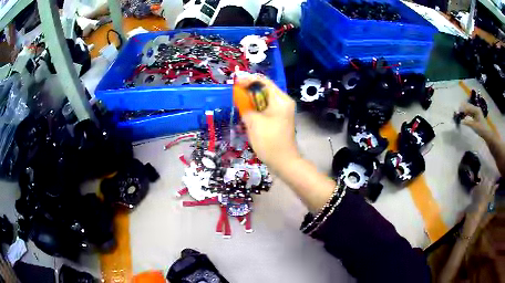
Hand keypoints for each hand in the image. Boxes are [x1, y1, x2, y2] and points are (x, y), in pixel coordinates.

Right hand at [235, 77, 298, 171]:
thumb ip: (245, 106)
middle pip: (264, 90)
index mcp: (281, 100)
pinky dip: (256, 110)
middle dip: (249, 91)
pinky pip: (265, 109)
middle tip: (235, 95)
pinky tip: (246, 114)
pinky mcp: (278, 120)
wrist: (283, 162)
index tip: (235, 84)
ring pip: (263, 100)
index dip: (248, 80)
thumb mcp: (254, 122)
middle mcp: (283, 102)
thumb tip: (239, 97)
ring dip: (251, 101)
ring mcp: (282, 112)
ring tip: (238, 104)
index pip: (263, 82)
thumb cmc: (269, 141)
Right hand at [459, 102, 491, 138]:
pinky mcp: (476, 115)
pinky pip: (470, 112)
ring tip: (460, 116)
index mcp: (476, 109)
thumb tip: (460, 121)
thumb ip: (467, 122)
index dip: (462, 109)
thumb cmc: (481, 129)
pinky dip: (466, 114)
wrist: (486, 133)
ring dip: (464, 112)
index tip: (458, 113)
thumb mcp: (474, 126)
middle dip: (463, 109)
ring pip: (468, 109)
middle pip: (468, 106)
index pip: (468, 107)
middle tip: (458, 114)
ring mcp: (476, 111)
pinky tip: (464, 117)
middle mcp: (476, 108)